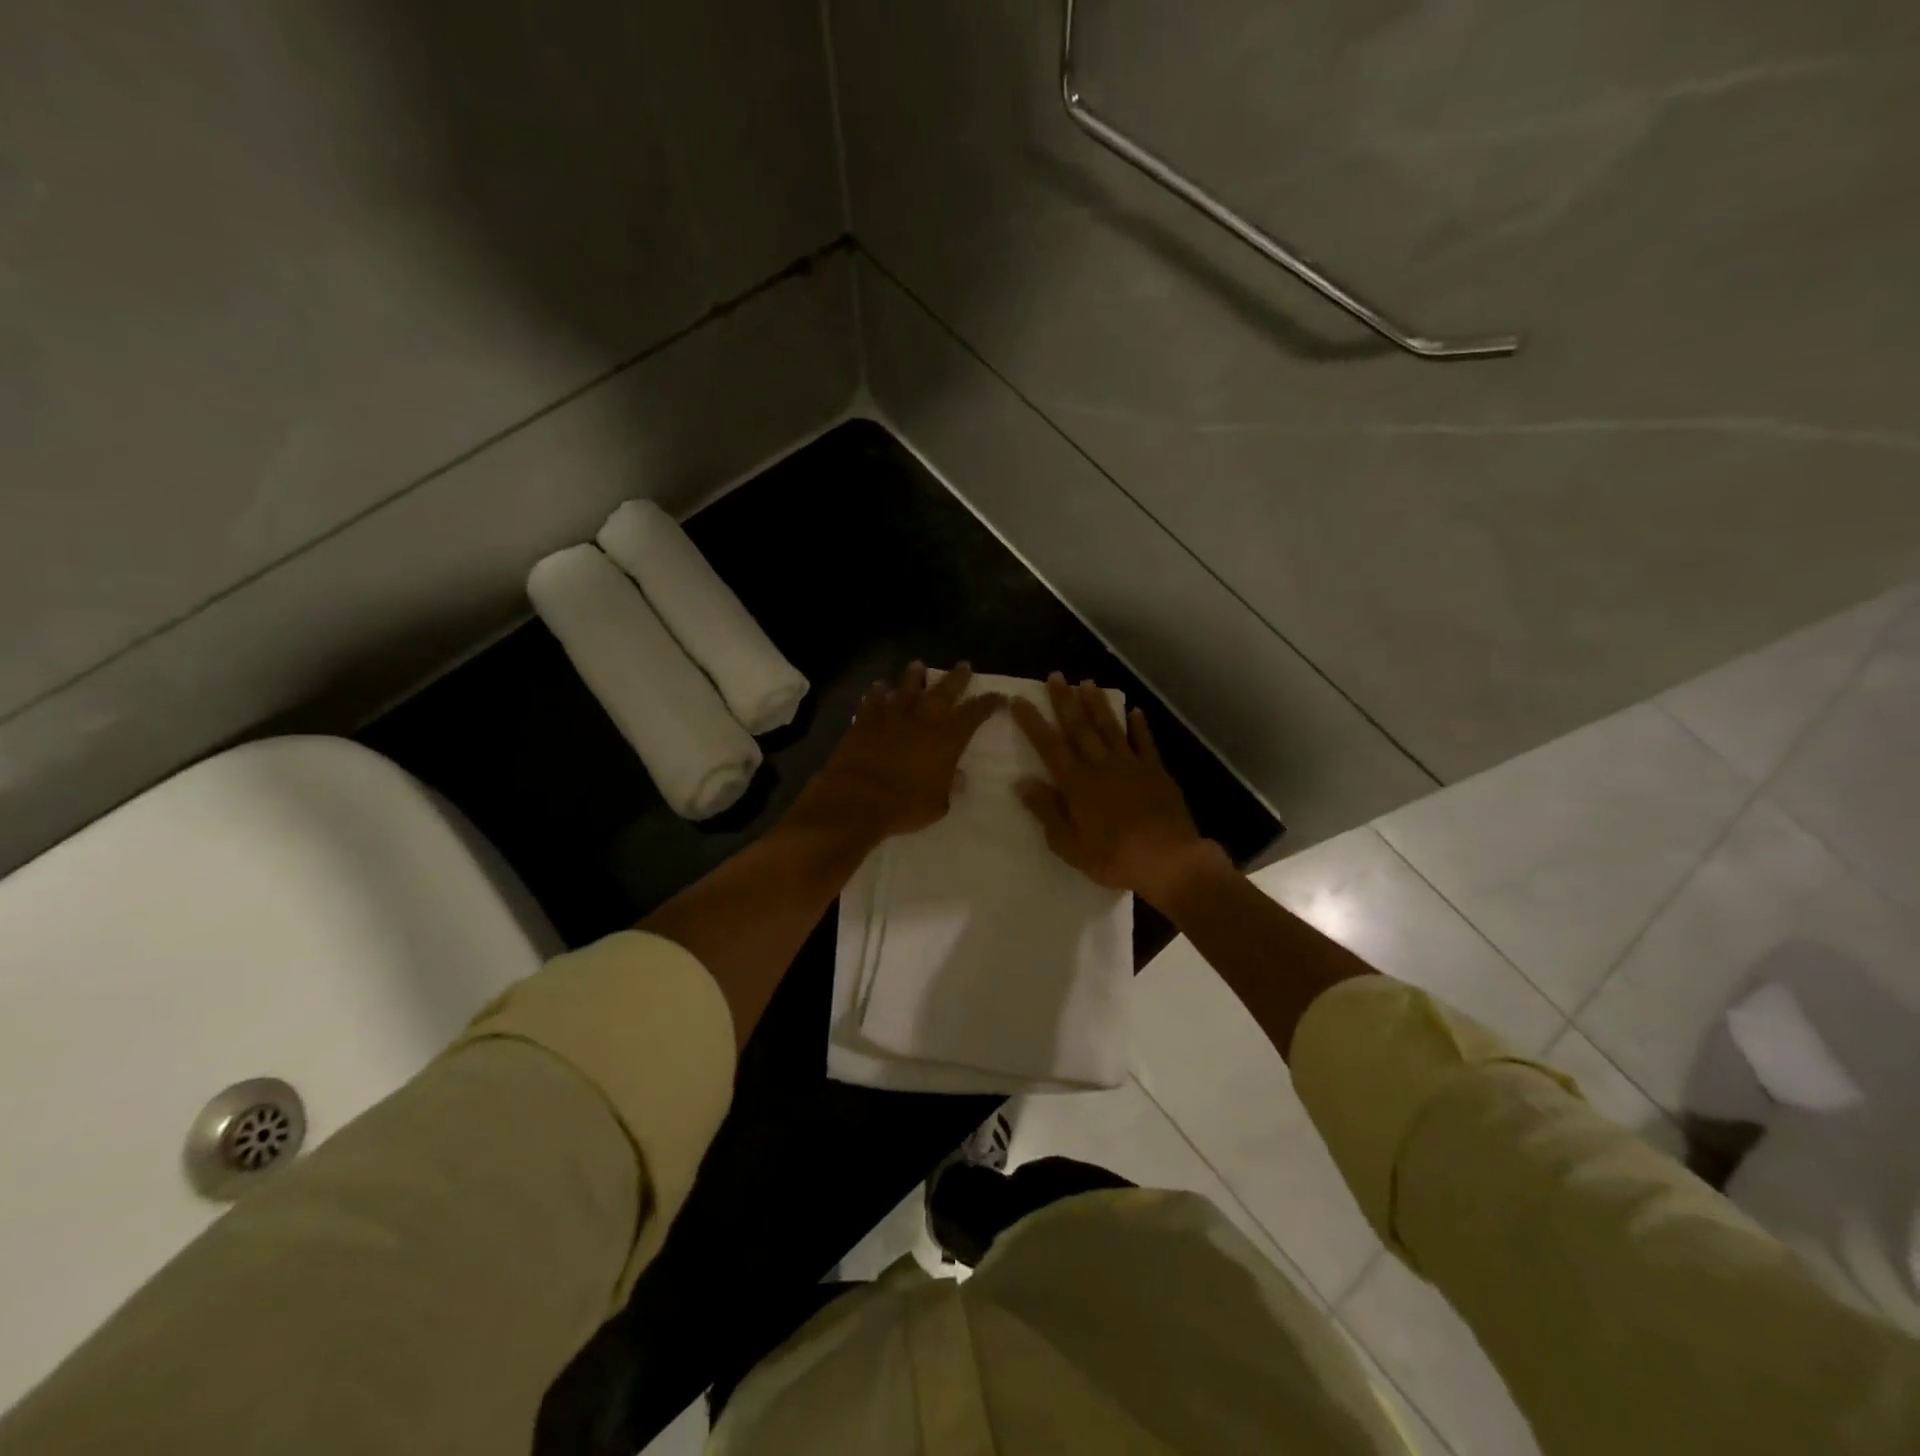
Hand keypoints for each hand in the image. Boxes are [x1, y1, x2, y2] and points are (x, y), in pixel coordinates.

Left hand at [792, 662, 1004, 844]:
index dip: (987, 703)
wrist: (858, 798)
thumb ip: (949, 788)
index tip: (998, 696)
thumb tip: (958, 778)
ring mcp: (892, 716)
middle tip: (964, 665)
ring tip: (918, 665)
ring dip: (914, 676)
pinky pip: (873, 700)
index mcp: (947, 738)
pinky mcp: (865, 720)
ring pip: (906, 688)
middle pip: (944, 691)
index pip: (974, 714)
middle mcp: (923, 720)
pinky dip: (877, 692)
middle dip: (956, 678)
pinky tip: (879, 686)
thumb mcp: (937, 804)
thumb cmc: (904, 805)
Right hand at [1010, 673, 1222, 906]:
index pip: (1049, 746)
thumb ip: (1047, 811)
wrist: (1169, 860)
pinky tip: (1134, 711)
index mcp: (1077, 784)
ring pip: (1110, 728)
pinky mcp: (1156, 772)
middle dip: (1064, 701)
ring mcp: (1131, 765)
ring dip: (1097, 704)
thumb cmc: (1114, 858)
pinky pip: (1145, 742)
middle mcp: (1101, 766)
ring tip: (1087, 683)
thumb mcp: (1070, 845)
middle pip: (1079, 728)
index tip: (1018, 700)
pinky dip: (1138, 725)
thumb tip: (1022, 782)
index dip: (1033, 722)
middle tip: (1055, 676)